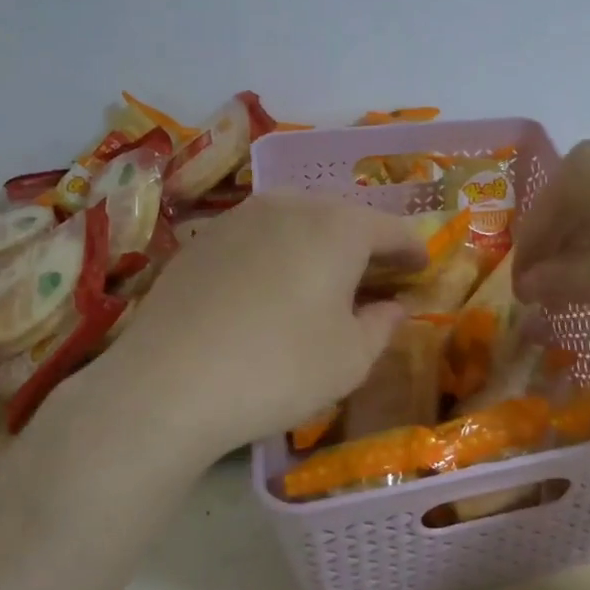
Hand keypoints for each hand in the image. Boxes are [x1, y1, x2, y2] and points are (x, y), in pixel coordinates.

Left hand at [82, 193, 426, 458]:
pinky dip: (280, 254)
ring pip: (298, 221)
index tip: (423, 269)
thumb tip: (391, 307)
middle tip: (379, 276)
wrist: (166, 385)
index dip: (413, 250)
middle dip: (367, 244)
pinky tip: (273, 288)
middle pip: (344, 217)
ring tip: (327, 279)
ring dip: (321, 245)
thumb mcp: (351, 358)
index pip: (392, 228)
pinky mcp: (202, 240)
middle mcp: (291, 204)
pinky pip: (259, 237)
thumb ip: (382, 325)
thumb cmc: (280, 368)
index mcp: (339, 226)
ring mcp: (240, 217)